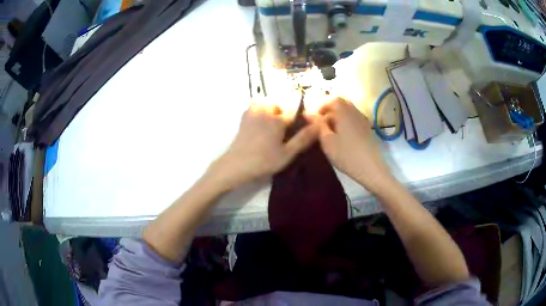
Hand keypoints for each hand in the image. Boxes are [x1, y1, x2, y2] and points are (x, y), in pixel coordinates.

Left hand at [209, 103, 317, 189]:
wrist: (236, 164)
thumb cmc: (264, 161)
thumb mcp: (287, 153)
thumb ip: (303, 138)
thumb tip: (319, 125)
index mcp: (278, 119)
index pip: (294, 111)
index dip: (299, 118)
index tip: (298, 128)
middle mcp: (266, 111)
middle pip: (280, 105)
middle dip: (283, 113)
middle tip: (283, 130)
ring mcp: (253, 112)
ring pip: (268, 103)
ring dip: (272, 110)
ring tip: (272, 126)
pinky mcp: (244, 116)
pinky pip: (256, 106)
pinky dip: (260, 110)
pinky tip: (260, 123)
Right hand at [316, 98, 391, 193]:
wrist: (371, 168)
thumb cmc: (346, 155)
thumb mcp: (327, 141)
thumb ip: (318, 125)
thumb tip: (308, 114)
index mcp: (344, 112)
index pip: (331, 99)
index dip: (320, 105)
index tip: (313, 117)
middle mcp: (354, 111)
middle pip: (340, 103)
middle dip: (329, 110)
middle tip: (320, 123)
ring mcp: (362, 120)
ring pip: (347, 111)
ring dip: (337, 116)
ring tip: (329, 130)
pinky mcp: (367, 128)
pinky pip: (353, 118)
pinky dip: (345, 121)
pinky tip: (341, 135)